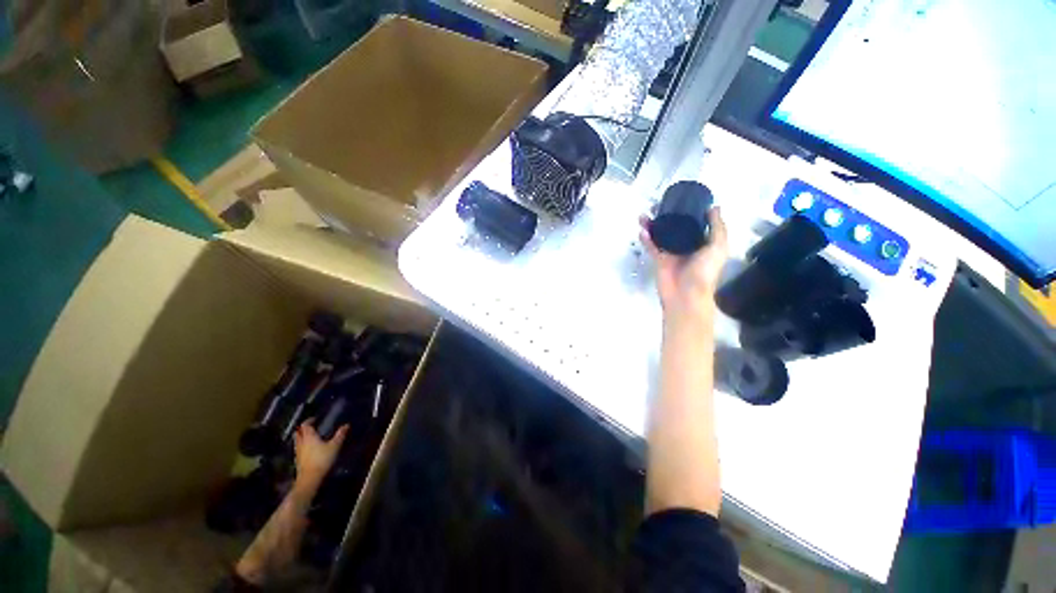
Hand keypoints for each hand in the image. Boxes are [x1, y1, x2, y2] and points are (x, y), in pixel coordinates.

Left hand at [292, 421, 347, 492]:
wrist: (310, 479)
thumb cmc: (322, 459)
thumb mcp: (335, 446)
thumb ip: (340, 435)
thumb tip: (346, 425)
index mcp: (309, 437)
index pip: (305, 425)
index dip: (309, 420)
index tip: (315, 418)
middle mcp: (301, 443)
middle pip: (298, 433)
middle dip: (303, 429)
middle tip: (310, 427)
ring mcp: (298, 452)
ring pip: (297, 441)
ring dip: (301, 437)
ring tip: (310, 437)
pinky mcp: (298, 460)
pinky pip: (299, 449)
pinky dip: (302, 446)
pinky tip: (309, 449)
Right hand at [640, 207, 728, 324]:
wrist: (686, 296)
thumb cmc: (705, 272)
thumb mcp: (718, 247)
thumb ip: (717, 227)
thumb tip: (714, 207)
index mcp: (704, 243)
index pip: (697, 223)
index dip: (690, 211)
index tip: (683, 198)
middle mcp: (687, 246)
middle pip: (676, 227)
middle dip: (668, 216)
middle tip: (659, 205)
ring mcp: (672, 253)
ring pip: (661, 235)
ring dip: (653, 225)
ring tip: (645, 215)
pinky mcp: (659, 260)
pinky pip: (652, 247)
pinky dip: (647, 239)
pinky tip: (642, 230)